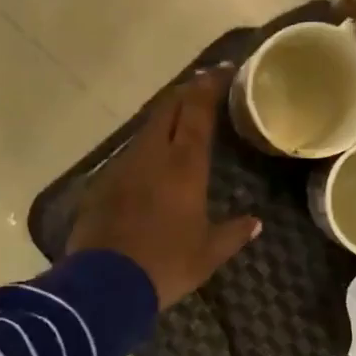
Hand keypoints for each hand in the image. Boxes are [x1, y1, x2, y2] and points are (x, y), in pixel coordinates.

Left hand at [68, 69, 260, 308]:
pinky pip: (128, 157)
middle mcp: (151, 155)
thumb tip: (255, 223)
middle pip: (166, 109)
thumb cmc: (166, 264)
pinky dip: (144, 151)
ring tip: (178, 124)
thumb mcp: (208, 254)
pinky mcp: (101, 184)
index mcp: (183, 165)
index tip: (221, 71)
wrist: (105, 284)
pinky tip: (149, 167)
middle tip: (201, 88)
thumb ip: (233, 233)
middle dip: (184, 93)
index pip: (196, 110)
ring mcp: (121, 167)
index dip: (208, 86)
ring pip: (145, 131)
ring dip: (162, 121)